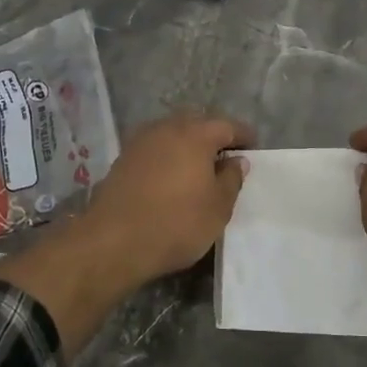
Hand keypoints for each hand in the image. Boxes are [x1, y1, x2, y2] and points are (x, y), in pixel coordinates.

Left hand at [0, 113, 251, 359]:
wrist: (113, 241)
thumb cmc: (176, 223)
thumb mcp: (218, 208)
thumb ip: (231, 179)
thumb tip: (236, 160)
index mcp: (195, 134)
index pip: (227, 125)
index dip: (243, 136)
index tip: (253, 148)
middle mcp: (166, 129)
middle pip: (197, 124)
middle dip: (213, 137)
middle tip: (226, 158)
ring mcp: (140, 142)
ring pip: (172, 135)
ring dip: (187, 146)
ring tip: (198, 169)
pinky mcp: (122, 160)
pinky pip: (154, 150)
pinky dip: (167, 157)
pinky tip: (171, 178)